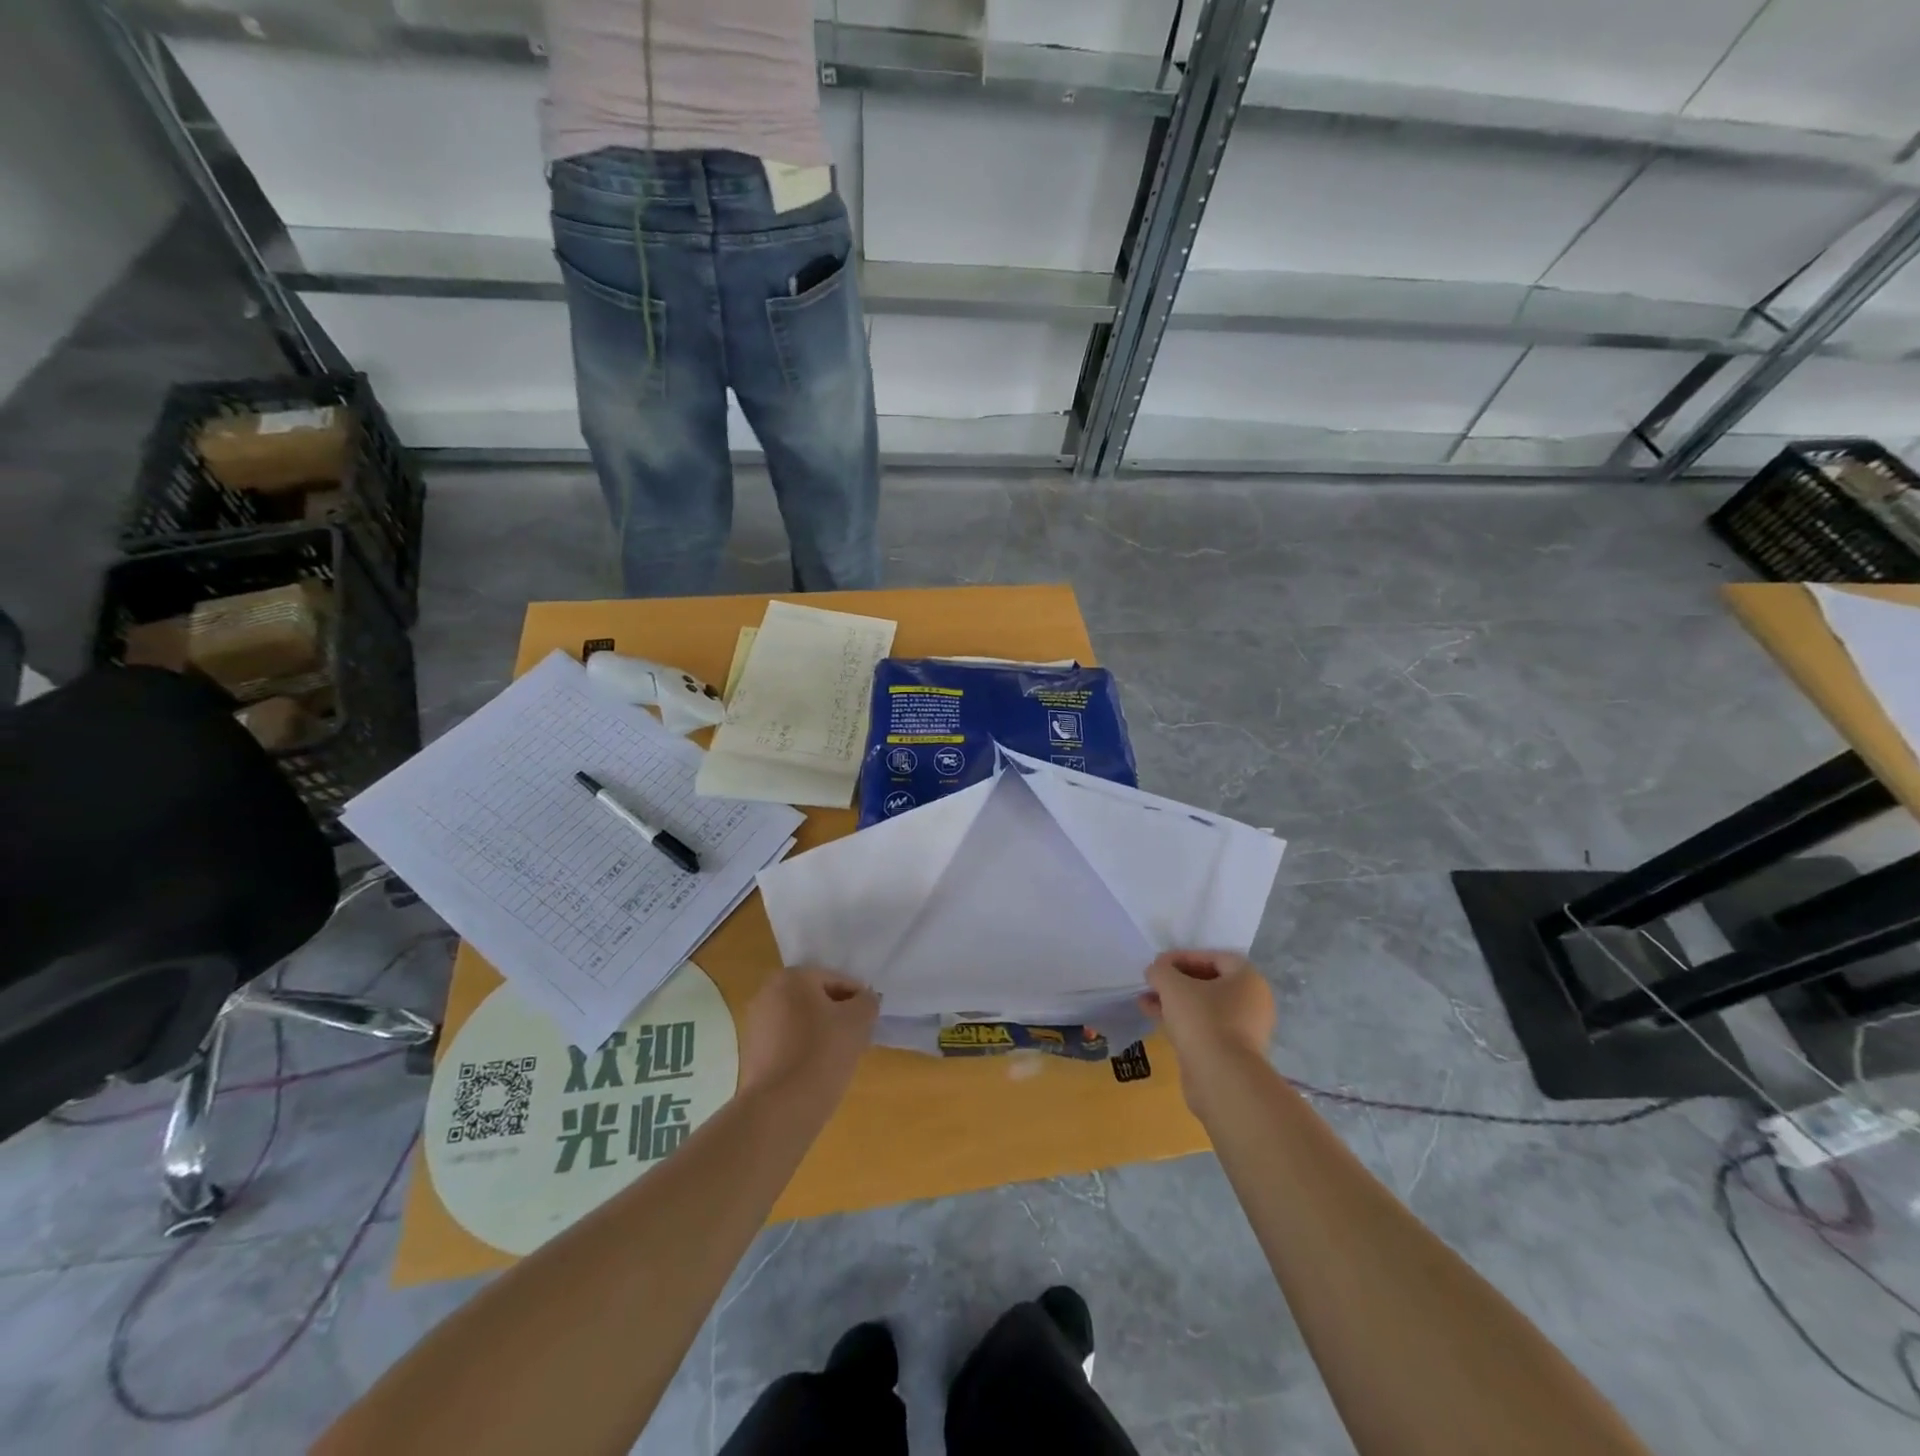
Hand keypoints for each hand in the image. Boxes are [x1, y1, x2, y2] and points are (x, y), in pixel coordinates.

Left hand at [738, 966, 878, 1105]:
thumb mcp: (858, 1022)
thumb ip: (867, 1002)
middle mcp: (767, 993)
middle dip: (838, 1015)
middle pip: (816, 999)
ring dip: (822, 1033)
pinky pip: (787, 1042)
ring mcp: (755, 1024)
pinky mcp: (751, 1053)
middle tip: (857, 1039)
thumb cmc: (822, 1054)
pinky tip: (817, 1071)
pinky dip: (804, 1049)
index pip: (836, 980)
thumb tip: (864, 1000)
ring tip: (839, 1058)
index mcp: (791, 977)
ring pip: (801, 1021)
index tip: (869, 1023)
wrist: (780, 1109)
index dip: (858, 1000)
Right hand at [1139, 951, 1274, 1107]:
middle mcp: (1252, 1003)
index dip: (1183, 956)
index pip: (1214, 957)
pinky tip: (1155, 1019)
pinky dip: (1181, 1021)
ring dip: (1174, 1002)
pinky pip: (1204, 1028)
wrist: (1222, 1079)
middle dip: (1176, 981)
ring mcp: (1244, 1030)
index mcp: (1248, 979)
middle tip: (1152, 982)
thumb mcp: (1173, 985)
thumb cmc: (1202, 1020)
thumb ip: (1161, 971)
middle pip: (1209, 983)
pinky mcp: (1231, 1053)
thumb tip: (1155, 971)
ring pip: (1203, 1007)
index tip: (1158, 963)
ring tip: (1144, 1001)